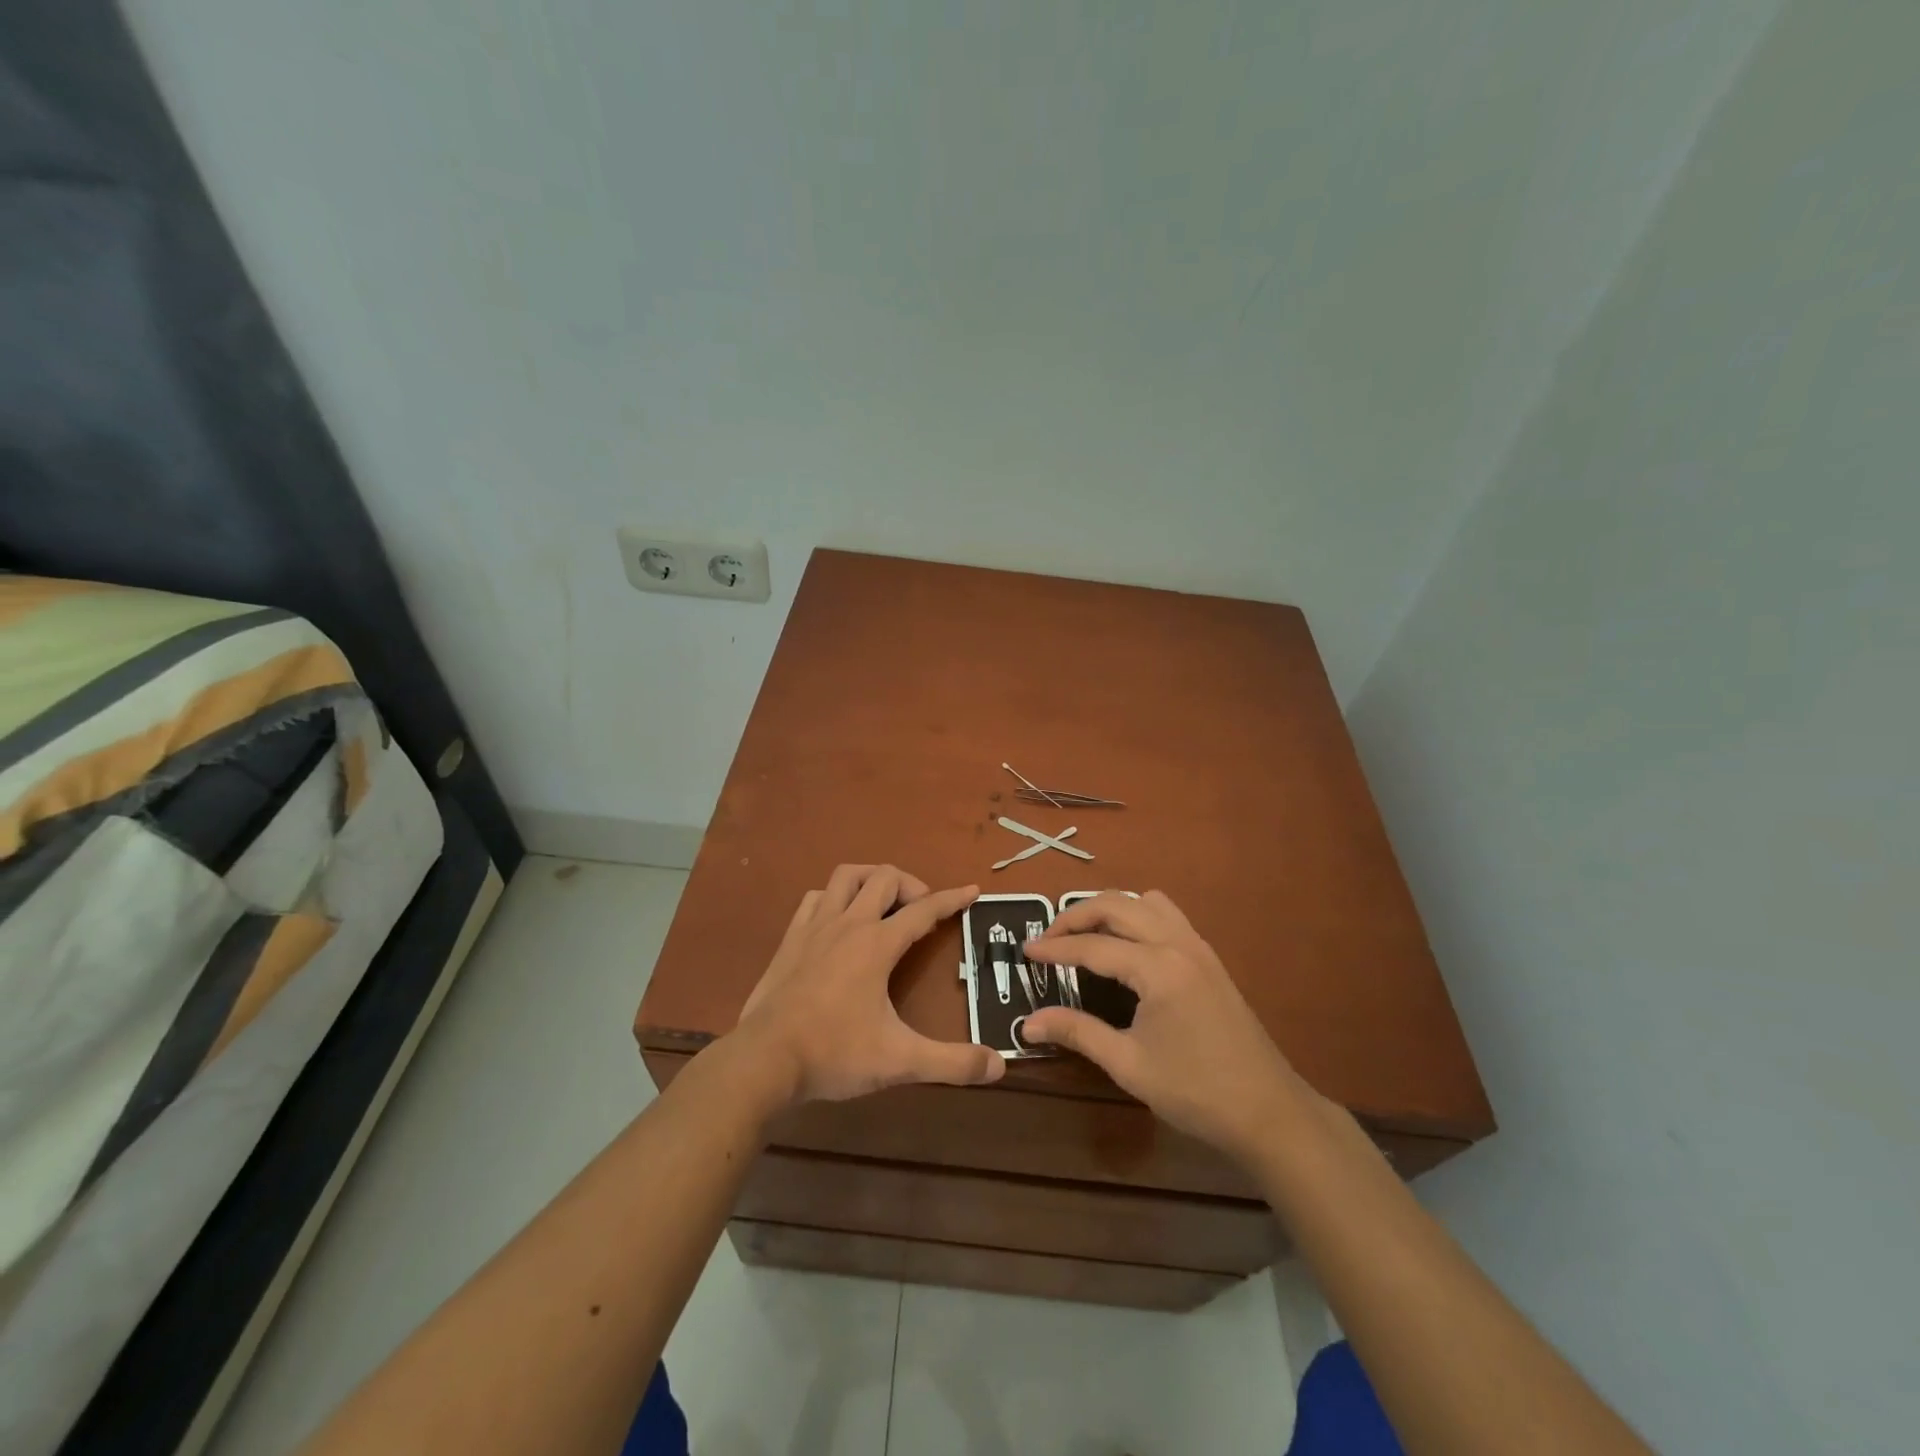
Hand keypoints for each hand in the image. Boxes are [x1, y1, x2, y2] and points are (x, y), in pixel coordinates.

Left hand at [731, 865, 1004, 1105]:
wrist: (763, 1060)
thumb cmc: (834, 1054)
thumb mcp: (900, 1061)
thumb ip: (952, 1063)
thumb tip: (999, 1065)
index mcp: (877, 944)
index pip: (923, 910)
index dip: (951, 899)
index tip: (971, 891)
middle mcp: (848, 924)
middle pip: (885, 878)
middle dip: (912, 885)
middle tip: (923, 911)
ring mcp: (815, 927)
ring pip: (847, 877)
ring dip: (871, 880)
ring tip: (884, 903)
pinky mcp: (790, 939)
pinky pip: (816, 898)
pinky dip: (835, 898)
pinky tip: (839, 919)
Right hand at [1022, 891, 1315, 1164]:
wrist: (1269, 1111)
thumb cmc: (1196, 1092)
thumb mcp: (1129, 1065)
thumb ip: (1077, 1032)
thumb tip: (1027, 1023)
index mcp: (1158, 968)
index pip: (1093, 946)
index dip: (1055, 948)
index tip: (1026, 951)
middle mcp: (1178, 943)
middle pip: (1117, 905)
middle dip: (1076, 915)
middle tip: (1049, 938)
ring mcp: (1198, 946)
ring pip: (1145, 902)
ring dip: (1110, 908)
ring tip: (1085, 935)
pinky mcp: (1209, 958)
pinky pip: (1167, 915)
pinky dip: (1138, 916)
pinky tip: (1127, 947)